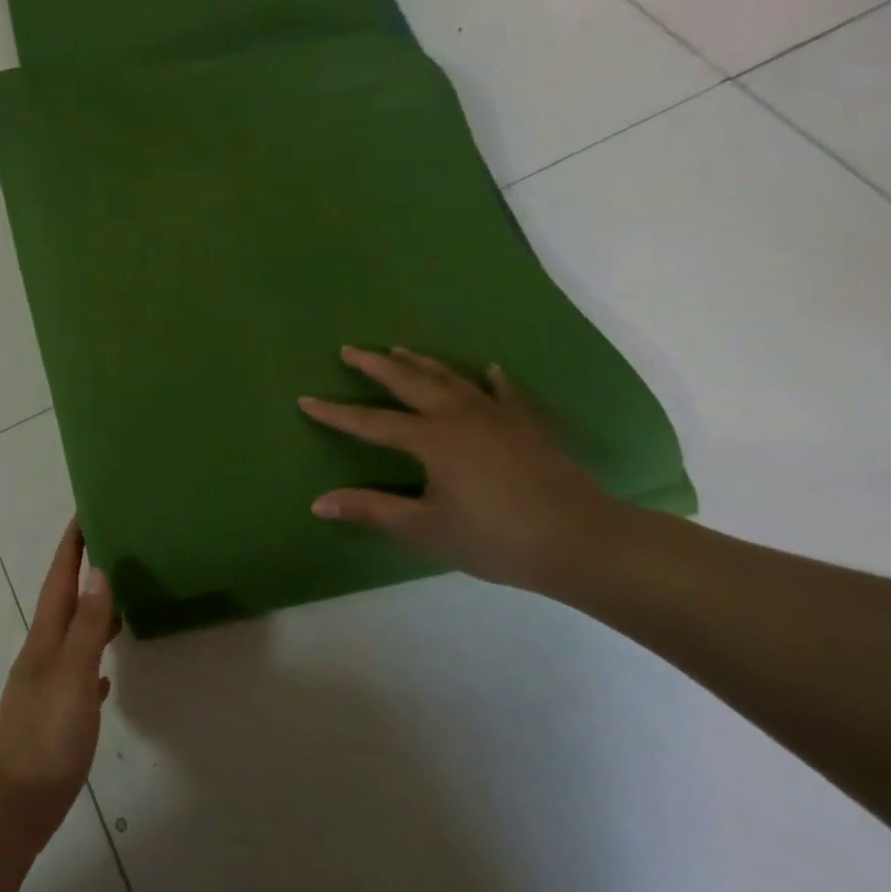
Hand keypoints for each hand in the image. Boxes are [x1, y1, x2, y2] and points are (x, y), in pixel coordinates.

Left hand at [0, 519, 115, 845]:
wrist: (14, 802)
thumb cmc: (45, 735)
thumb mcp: (72, 675)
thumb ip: (88, 627)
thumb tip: (99, 571)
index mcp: (46, 637)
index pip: (59, 579)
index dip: (71, 546)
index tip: (84, 512)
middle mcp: (45, 653)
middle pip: (65, 601)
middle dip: (83, 571)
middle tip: (111, 546)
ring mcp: (49, 684)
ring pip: (74, 635)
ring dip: (92, 612)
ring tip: (119, 597)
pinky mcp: (57, 715)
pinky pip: (80, 674)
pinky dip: (94, 662)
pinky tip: (107, 673)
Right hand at [299, 347, 627, 592]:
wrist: (584, 542)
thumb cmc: (497, 538)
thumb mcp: (426, 528)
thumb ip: (372, 509)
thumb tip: (318, 503)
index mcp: (432, 439)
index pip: (371, 422)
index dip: (336, 414)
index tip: (305, 400)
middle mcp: (460, 416)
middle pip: (410, 382)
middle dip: (376, 366)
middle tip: (350, 350)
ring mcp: (498, 416)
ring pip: (451, 379)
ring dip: (421, 363)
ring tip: (399, 349)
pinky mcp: (528, 425)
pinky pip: (504, 392)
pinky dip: (490, 379)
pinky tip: (488, 369)